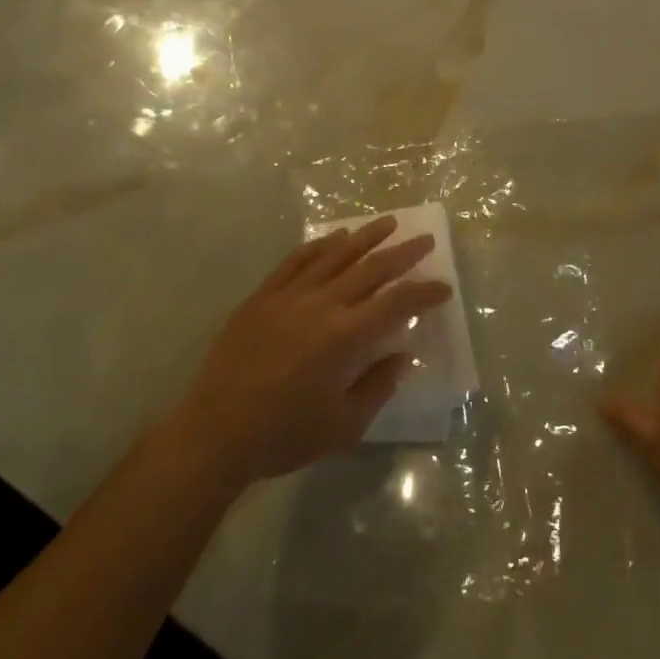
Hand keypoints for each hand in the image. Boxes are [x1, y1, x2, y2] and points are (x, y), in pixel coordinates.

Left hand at [166, 217, 449, 486]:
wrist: (215, 434)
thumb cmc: (284, 435)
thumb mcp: (344, 425)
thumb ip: (378, 385)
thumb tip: (402, 355)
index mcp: (345, 336)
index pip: (396, 302)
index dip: (424, 292)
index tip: (444, 287)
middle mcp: (321, 305)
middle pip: (370, 268)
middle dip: (403, 253)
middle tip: (425, 240)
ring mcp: (289, 295)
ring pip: (335, 254)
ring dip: (365, 237)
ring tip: (388, 223)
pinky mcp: (263, 296)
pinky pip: (297, 260)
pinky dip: (320, 244)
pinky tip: (335, 236)